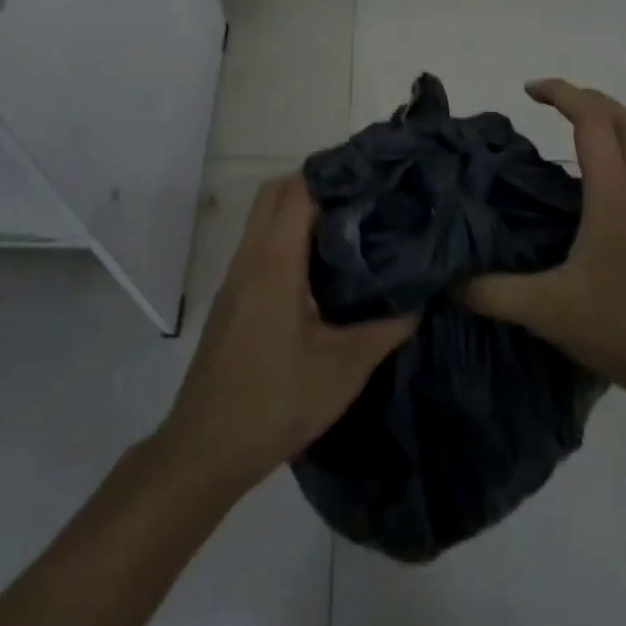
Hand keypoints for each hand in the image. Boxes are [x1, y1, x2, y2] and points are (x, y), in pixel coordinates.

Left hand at [161, 174, 415, 491]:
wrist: (205, 450)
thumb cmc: (274, 402)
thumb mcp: (342, 370)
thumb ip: (385, 329)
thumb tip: (421, 298)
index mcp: (274, 262)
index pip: (298, 190)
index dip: (333, 176)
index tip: (371, 179)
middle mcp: (250, 256)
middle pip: (276, 192)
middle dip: (316, 184)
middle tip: (360, 199)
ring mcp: (235, 276)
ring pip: (264, 217)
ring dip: (299, 209)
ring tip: (347, 226)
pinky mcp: (231, 296)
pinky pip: (259, 243)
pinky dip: (286, 235)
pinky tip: (317, 267)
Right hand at [463, 79, 625, 407]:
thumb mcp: (550, 312)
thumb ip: (493, 293)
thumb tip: (446, 280)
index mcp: (614, 193)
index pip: (592, 119)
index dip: (561, 93)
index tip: (527, 90)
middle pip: (623, 118)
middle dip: (587, 98)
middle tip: (548, 103)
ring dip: (605, 123)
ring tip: (566, 134)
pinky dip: (614, 154)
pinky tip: (587, 190)